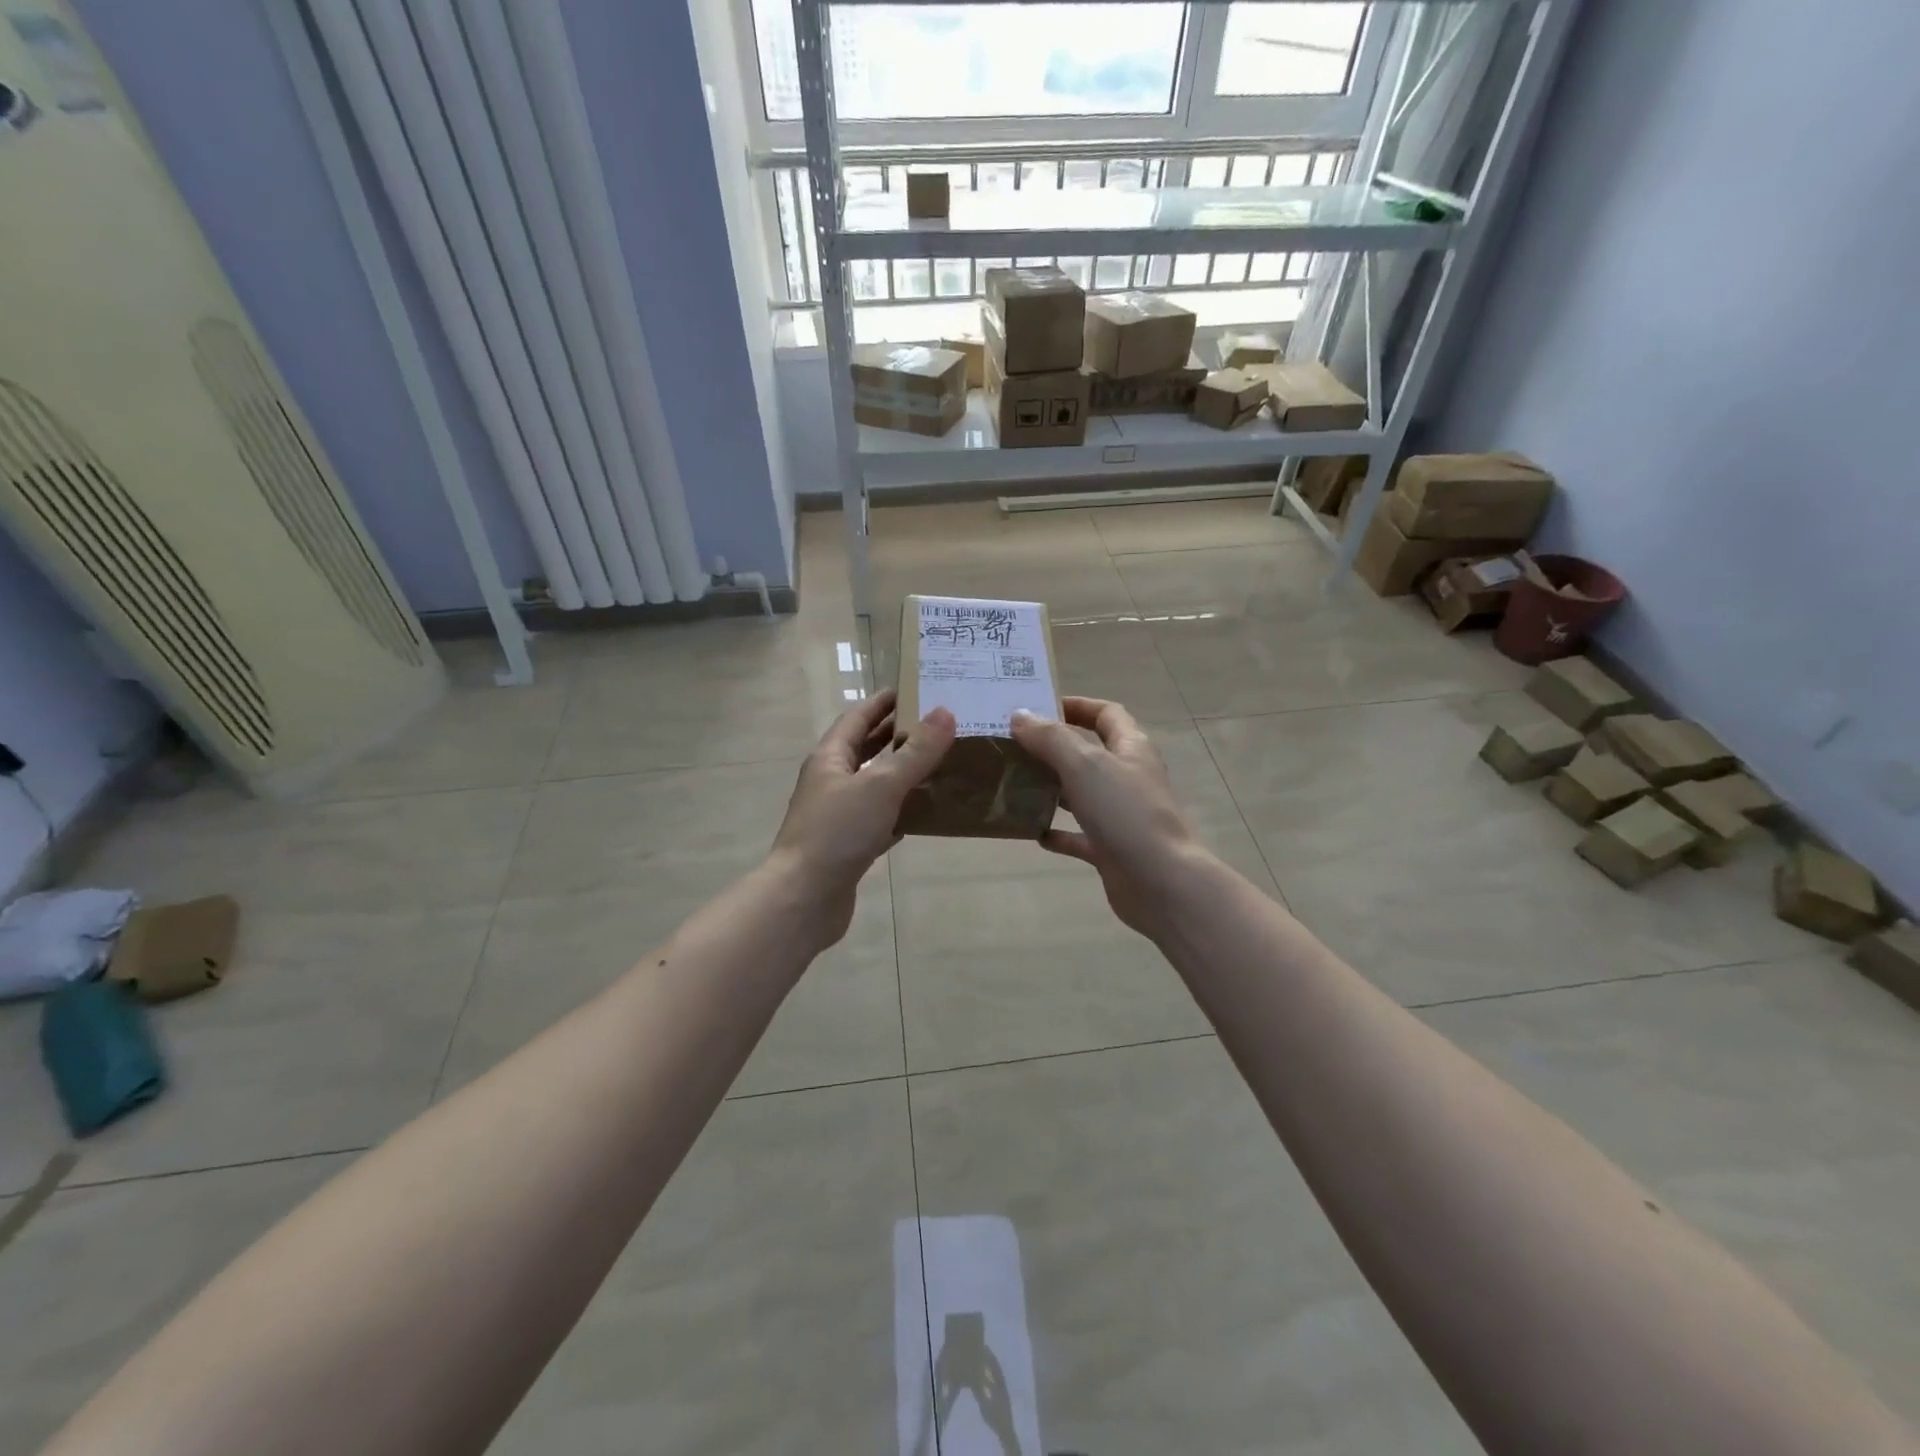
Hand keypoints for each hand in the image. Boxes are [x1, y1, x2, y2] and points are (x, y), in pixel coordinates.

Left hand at [770, 689, 954, 947]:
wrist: (804, 899)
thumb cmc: (838, 832)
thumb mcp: (880, 785)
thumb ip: (915, 752)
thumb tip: (945, 712)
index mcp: (830, 758)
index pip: (857, 718)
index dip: (882, 702)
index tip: (912, 689)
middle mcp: (831, 781)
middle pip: (864, 749)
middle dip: (895, 735)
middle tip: (935, 724)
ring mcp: (838, 815)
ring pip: (873, 784)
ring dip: (900, 772)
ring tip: (938, 762)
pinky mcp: (848, 845)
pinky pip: (879, 818)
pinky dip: (900, 810)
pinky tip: (924, 812)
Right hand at [1010, 696, 1210, 937]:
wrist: (1161, 882)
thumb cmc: (1125, 813)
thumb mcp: (1085, 765)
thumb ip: (1051, 738)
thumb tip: (1019, 715)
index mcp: (1131, 748)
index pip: (1106, 713)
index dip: (1076, 705)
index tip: (1038, 707)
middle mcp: (1128, 777)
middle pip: (1090, 752)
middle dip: (1054, 747)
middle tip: (1013, 745)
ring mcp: (1121, 815)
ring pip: (1082, 793)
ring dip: (1052, 788)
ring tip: (1014, 784)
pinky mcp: (1112, 849)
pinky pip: (1080, 836)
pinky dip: (1058, 833)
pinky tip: (1034, 833)